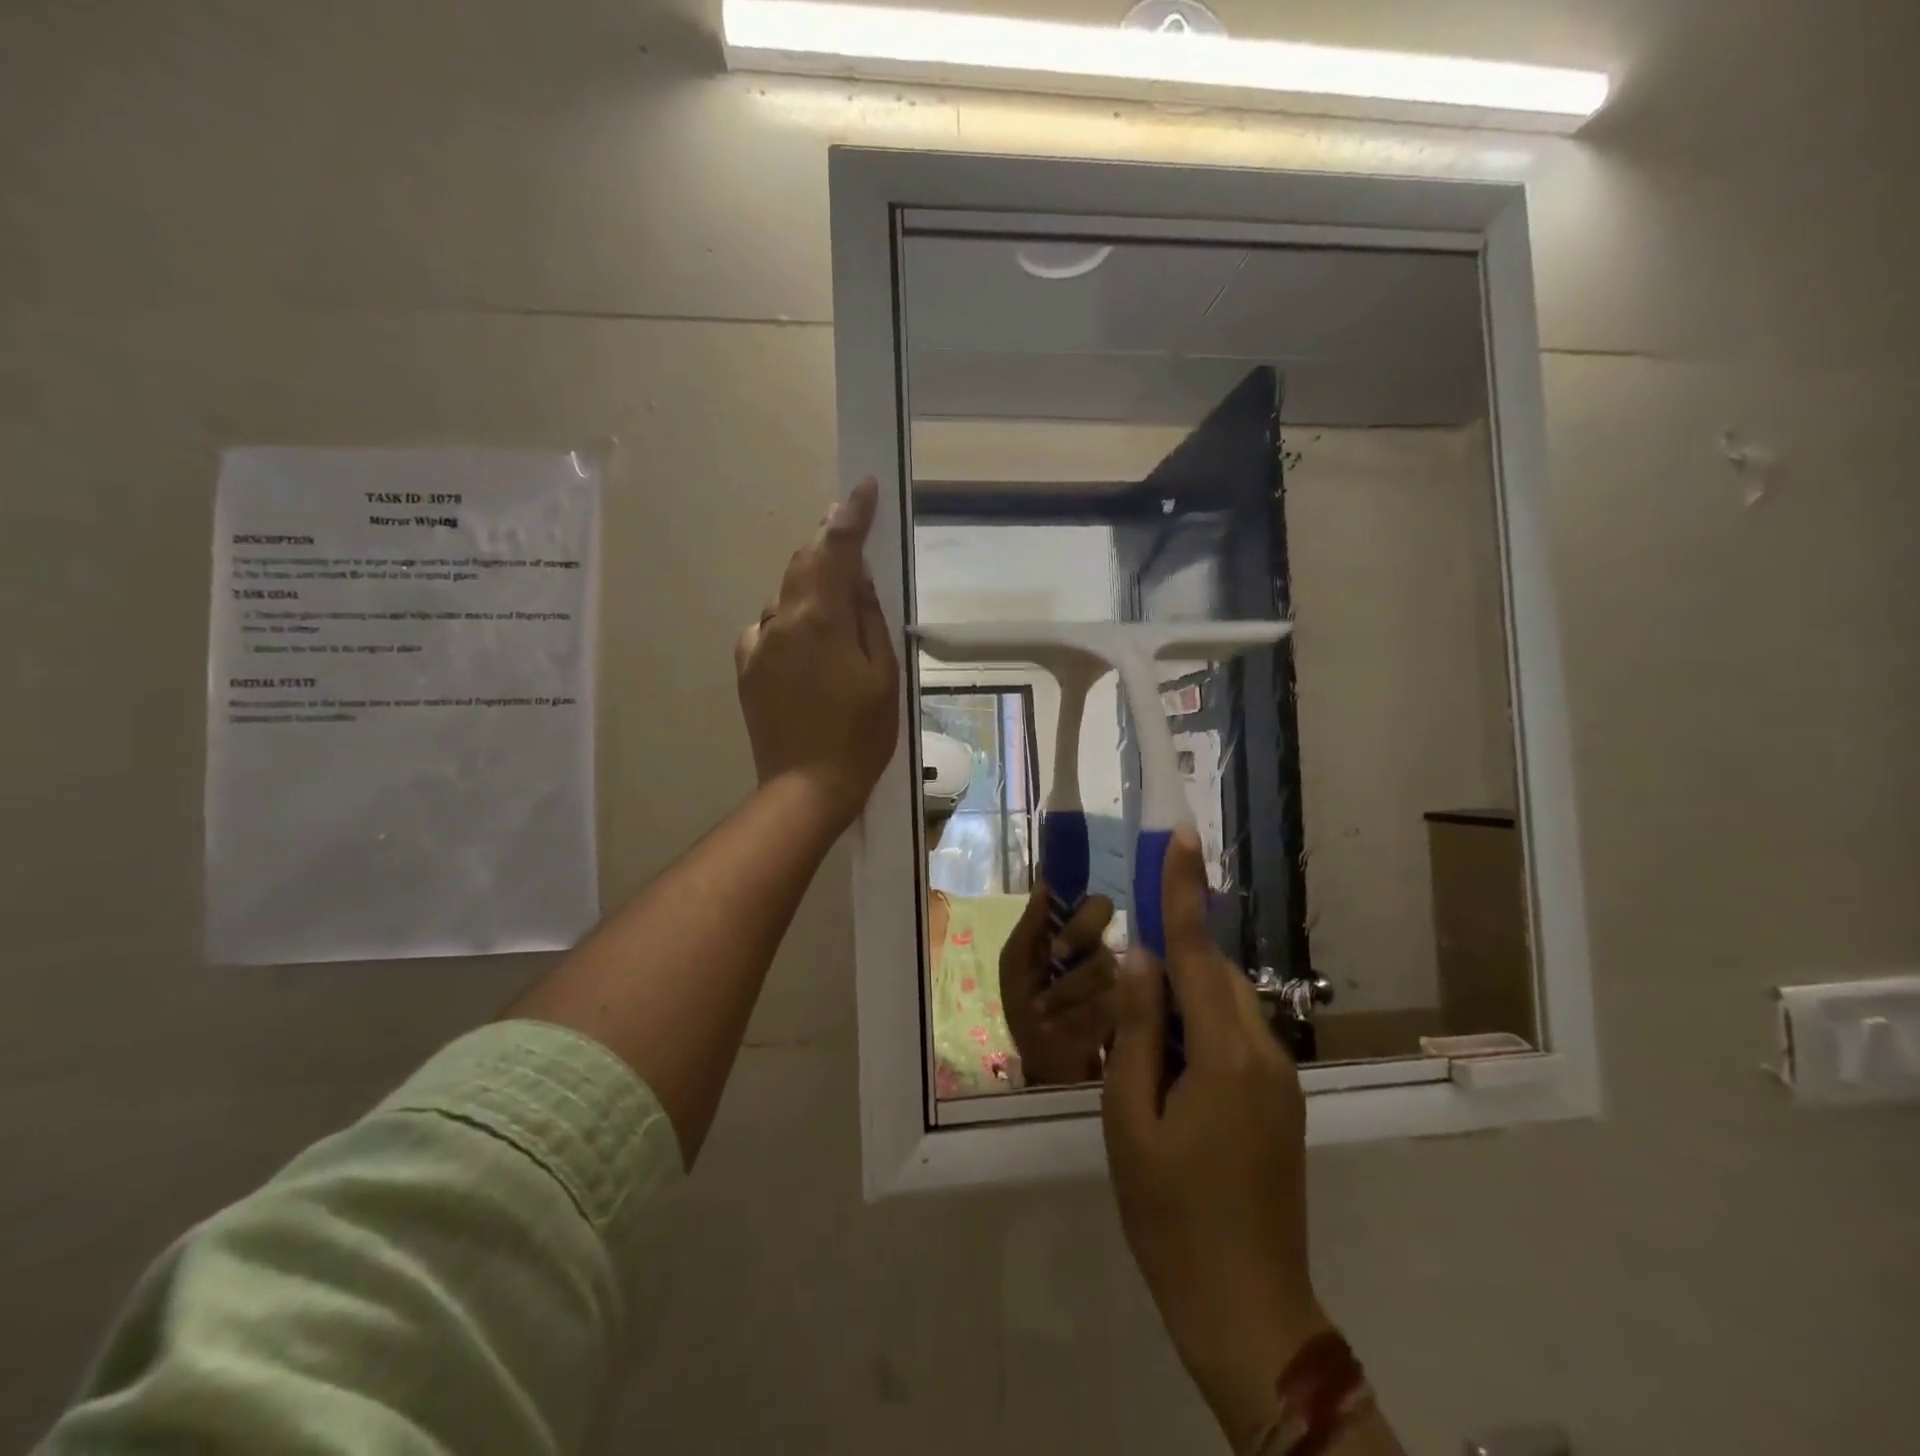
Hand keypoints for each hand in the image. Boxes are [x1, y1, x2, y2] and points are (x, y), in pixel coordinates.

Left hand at [735, 478, 899, 830]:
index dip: (850, 514)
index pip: (834, 548)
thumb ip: (868, 617)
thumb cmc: (859, 735)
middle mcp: (779, 621)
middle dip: (829, 545)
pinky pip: (771, 629)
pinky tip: (810, 651)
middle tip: (853, 535)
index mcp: (818, 619)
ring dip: (812, 590)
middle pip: (803, 564)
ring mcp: (757, 644)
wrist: (806, 788)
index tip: (863, 487)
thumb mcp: (883, 675)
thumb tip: (855, 577)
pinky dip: (793, 624)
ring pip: (787, 597)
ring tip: (839, 615)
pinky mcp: (747, 667)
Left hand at [998, 880, 1118, 1086]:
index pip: (1092, 902)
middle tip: (1057, 954)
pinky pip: (1112, 1000)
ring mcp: (1120, 978)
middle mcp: (1100, 947)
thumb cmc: (1026, 1008)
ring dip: (1066, 988)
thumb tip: (1043, 880)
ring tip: (1042, 1010)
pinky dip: (1078, 1014)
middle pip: (1105, 916)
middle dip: (1078, 931)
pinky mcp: (1131, 1010)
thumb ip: (1030, 926)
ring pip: (1103, 962)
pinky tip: (1061, 1026)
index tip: (1060, 921)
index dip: (1079, 902)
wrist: (1043, 1065)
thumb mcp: (1016, 967)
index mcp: (1072, 933)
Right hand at [1101, 828, 1327, 1453]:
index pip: (1194, 951)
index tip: (1181, 837)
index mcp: (1226, 1053)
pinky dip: (1196, 1029)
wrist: (1247, 1310)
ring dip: (1179, 998)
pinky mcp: (1278, 1100)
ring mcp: (1278, 1078)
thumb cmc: (1171, 1215)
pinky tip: (1166, 1066)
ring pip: (1222, 1005)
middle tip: (1124, 966)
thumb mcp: (1129, 1119)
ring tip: (1138, 1039)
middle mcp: (1264, 1052)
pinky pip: (1233, 1037)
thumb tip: (1137, 959)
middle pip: (1210, 974)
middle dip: (1169, 955)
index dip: (1183, 891)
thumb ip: (1134, 1030)